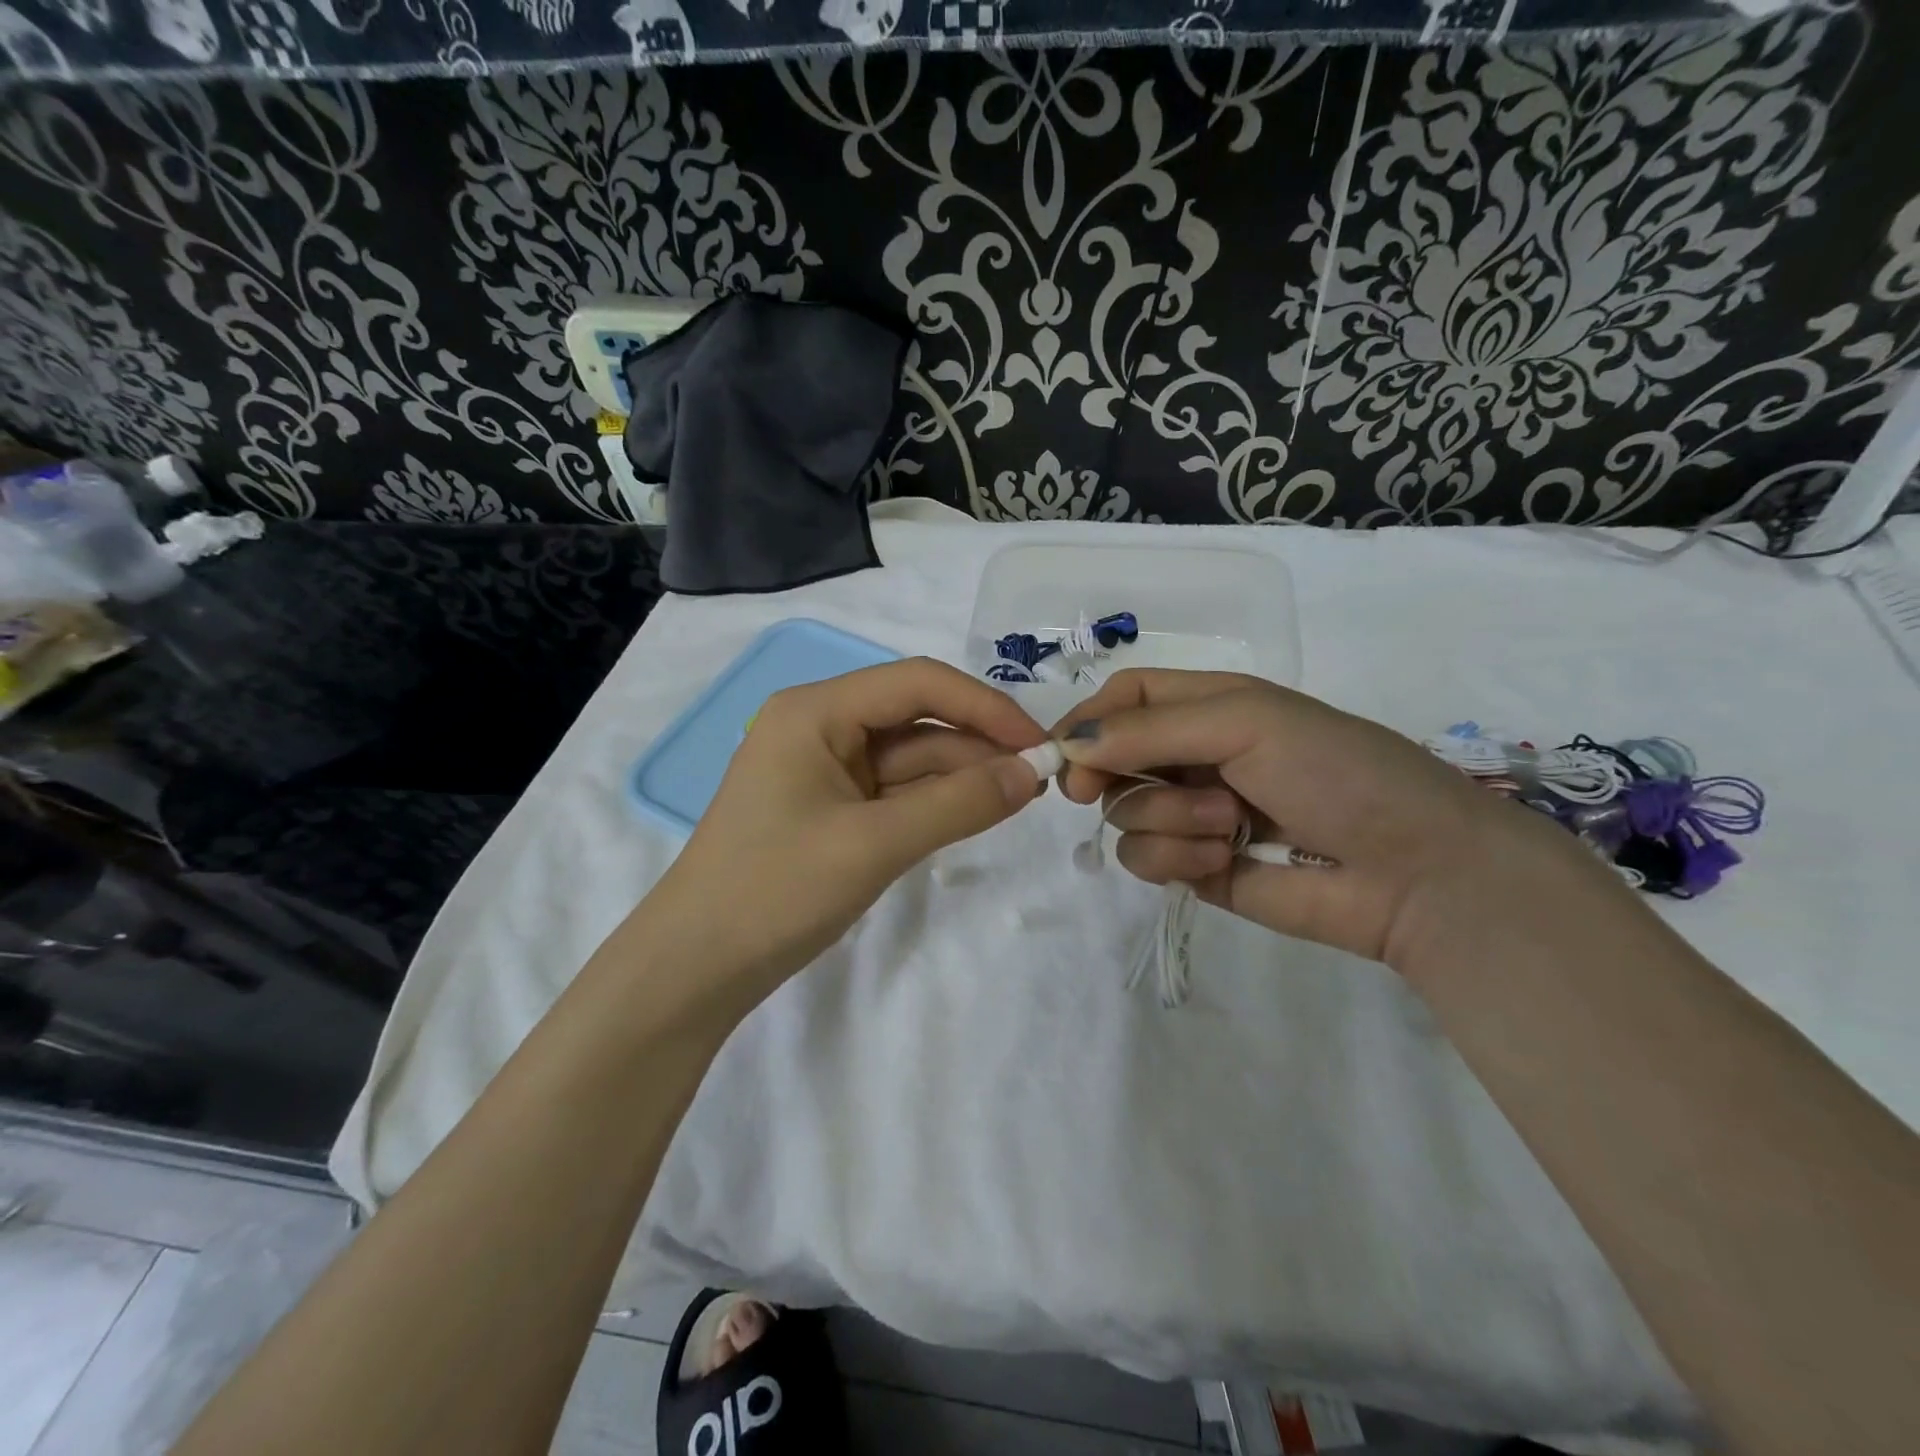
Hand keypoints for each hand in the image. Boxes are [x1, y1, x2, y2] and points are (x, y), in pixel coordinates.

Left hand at [643, 657, 1048, 998]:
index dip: (984, 706)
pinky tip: (979, 811)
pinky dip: (936, 801)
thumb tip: (1034, 772)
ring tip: (1023, 796)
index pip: (917, 683)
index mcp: (816, 710)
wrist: (697, 968)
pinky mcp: (832, 808)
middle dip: (978, 745)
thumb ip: (959, 804)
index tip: (1038, 742)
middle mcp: (821, 726)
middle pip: (917, 719)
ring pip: (910, 758)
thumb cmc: (775, 891)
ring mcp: (825, 769)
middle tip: (1041, 778)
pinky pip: (895, 792)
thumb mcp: (875, 843)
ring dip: (963, 775)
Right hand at [1051, 669, 1598, 966]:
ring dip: (1163, 818)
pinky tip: (1223, 860)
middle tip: (1094, 791)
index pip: (1125, 698)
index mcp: (1209, 707)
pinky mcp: (1197, 867)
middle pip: (1111, 757)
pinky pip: (1146, 859)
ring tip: (1226, 825)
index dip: (1087, 719)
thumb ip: (1149, 730)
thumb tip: (1067, 744)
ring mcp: (1194, 815)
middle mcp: (1194, 756)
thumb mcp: (1244, 722)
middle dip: (1110, 774)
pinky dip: (1174, 858)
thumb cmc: (1335, 771)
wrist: (1415, 871)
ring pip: (1124, 813)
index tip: (1060, 753)